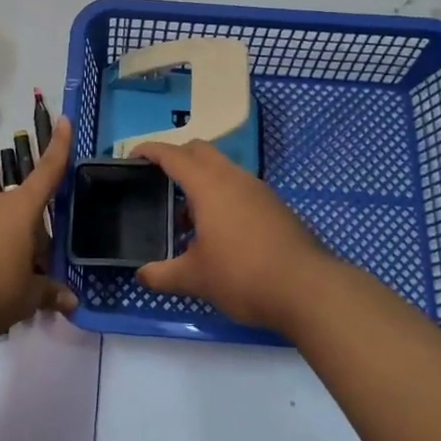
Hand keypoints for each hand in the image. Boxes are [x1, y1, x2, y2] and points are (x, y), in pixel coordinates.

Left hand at [0, 116, 77, 347]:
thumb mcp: (25, 299)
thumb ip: (48, 293)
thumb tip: (72, 301)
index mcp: (20, 209)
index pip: (48, 171)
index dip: (59, 146)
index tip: (65, 119)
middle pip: (23, 213)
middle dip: (32, 240)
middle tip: (33, 278)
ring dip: (4, 246)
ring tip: (1, 286)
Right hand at [137, 139, 354, 334]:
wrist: (309, 289)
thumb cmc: (244, 275)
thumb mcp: (195, 278)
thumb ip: (162, 274)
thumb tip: (141, 275)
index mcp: (209, 185)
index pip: (173, 155)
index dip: (149, 151)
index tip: (132, 156)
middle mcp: (234, 178)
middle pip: (200, 151)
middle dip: (176, 158)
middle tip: (157, 181)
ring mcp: (258, 190)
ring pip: (222, 170)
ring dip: (200, 182)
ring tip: (184, 217)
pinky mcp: (275, 207)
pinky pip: (239, 188)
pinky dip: (221, 197)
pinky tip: (216, 233)